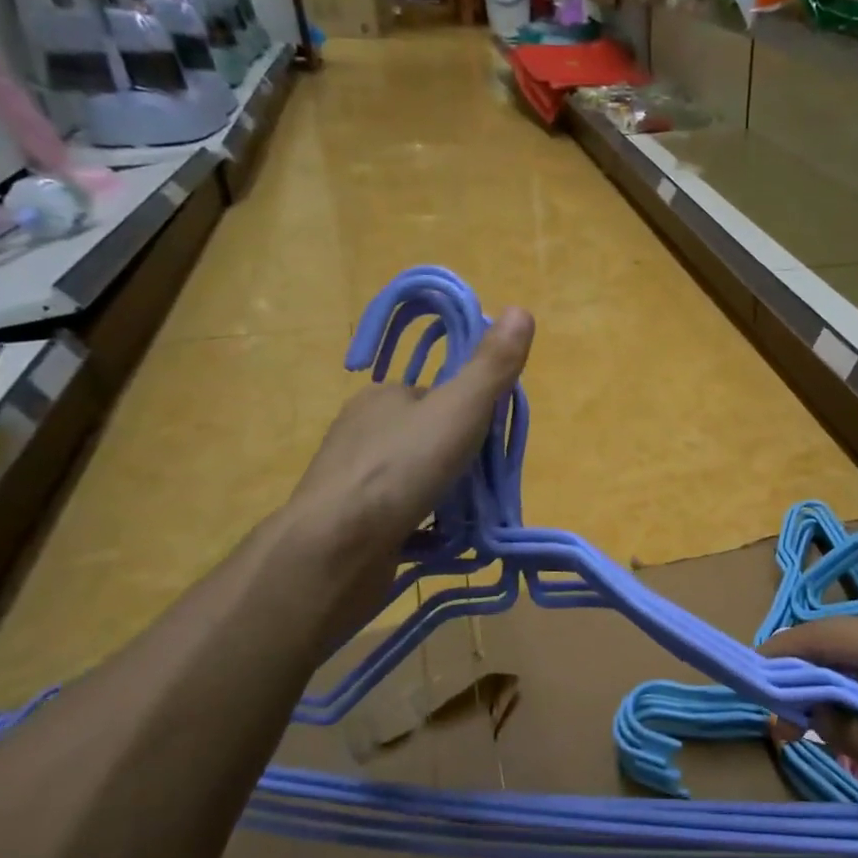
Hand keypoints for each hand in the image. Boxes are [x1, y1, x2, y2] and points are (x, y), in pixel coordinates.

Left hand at [278, 309, 533, 630]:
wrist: (335, 548)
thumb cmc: (401, 469)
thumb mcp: (459, 410)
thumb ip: (491, 367)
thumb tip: (521, 309)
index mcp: (383, 396)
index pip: (436, 394)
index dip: (468, 413)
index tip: (487, 440)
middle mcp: (360, 430)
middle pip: (425, 435)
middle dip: (455, 457)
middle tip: (482, 483)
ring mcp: (349, 479)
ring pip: (409, 476)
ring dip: (439, 492)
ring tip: (465, 515)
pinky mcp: (347, 522)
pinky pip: (396, 513)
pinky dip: (420, 522)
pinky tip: (438, 540)